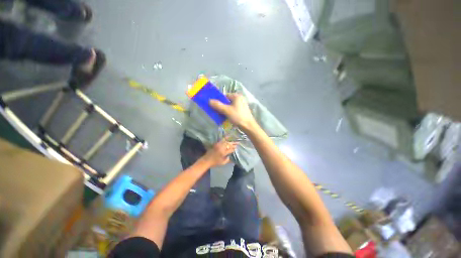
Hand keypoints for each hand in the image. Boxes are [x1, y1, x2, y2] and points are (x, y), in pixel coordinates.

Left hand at [201, 138, 237, 166]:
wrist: (206, 160)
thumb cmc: (215, 163)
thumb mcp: (222, 163)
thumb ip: (228, 160)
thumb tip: (230, 156)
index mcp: (223, 153)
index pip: (230, 149)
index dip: (234, 149)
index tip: (236, 148)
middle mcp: (221, 148)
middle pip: (229, 145)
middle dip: (234, 144)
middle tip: (238, 143)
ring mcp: (219, 145)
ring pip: (226, 142)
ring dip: (231, 142)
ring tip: (235, 141)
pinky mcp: (216, 144)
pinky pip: (222, 140)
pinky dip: (225, 138)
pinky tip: (228, 136)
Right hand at [209, 94, 256, 130]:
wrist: (248, 126)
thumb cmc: (238, 116)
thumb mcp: (227, 110)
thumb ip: (218, 105)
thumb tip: (209, 100)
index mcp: (237, 96)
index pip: (225, 96)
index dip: (219, 100)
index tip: (213, 105)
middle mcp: (239, 99)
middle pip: (227, 101)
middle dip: (221, 106)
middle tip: (215, 111)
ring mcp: (241, 106)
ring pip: (230, 106)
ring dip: (224, 110)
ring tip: (219, 115)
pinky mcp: (242, 111)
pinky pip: (233, 110)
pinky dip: (228, 113)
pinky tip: (225, 117)